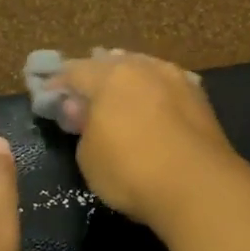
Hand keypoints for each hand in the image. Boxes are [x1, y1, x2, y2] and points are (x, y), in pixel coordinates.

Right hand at [52, 51, 241, 227]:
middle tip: (84, 95)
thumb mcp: (89, 155)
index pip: (74, 70)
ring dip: (129, 82)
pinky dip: (154, 94)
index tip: (48, 97)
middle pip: (112, 63)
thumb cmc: (131, 170)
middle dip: (95, 76)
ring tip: (119, 99)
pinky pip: (167, 88)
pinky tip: (152, 108)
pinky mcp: (201, 99)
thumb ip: (82, 127)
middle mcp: (144, 67)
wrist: (199, 187)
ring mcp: (177, 79)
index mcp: (110, 75)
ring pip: (144, 70)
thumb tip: (80, 109)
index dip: (58, 84)